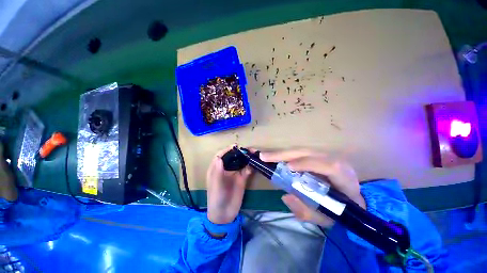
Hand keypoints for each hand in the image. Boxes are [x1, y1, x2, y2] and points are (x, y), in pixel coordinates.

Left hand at [206, 146, 252, 224]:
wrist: (225, 215)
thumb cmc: (216, 199)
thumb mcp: (215, 186)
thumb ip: (217, 172)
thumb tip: (219, 157)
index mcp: (217, 169)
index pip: (221, 155)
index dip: (227, 150)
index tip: (236, 146)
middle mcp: (226, 169)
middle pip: (232, 157)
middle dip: (240, 152)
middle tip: (249, 149)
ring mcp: (235, 173)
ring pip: (241, 162)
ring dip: (247, 157)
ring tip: (254, 153)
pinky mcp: (242, 179)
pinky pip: (247, 170)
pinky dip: (251, 166)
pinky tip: (256, 164)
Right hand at [260, 149, 364, 227]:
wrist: (349, 200)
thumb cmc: (339, 210)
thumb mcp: (325, 218)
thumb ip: (307, 212)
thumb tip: (286, 196)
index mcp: (344, 177)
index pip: (329, 166)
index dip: (308, 163)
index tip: (289, 167)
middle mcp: (335, 161)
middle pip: (308, 152)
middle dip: (285, 154)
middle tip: (264, 157)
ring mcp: (324, 156)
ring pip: (301, 150)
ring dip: (281, 153)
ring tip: (265, 156)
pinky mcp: (316, 156)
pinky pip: (298, 153)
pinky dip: (284, 155)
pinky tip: (273, 157)